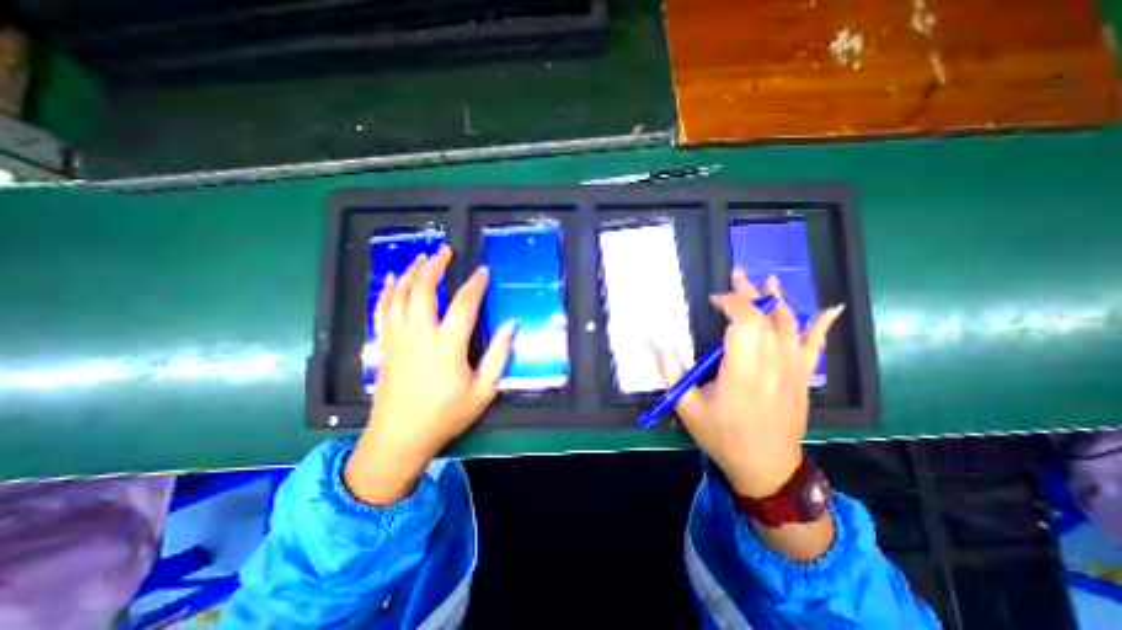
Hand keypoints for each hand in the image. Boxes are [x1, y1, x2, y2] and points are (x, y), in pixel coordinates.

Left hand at [343, 243, 516, 501]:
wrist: (399, 438)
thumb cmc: (446, 415)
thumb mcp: (482, 391)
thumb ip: (498, 355)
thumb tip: (511, 325)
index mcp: (447, 345)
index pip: (464, 304)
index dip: (475, 284)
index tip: (483, 270)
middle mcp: (419, 334)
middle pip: (423, 289)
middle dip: (435, 266)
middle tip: (445, 251)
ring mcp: (397, 338)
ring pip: (399, 295)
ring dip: (410, 272)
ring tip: (421, 258)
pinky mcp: (384, 345)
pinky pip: (381, 310)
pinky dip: (386, 291)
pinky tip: (391, 281)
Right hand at [659, 269, 840, 498]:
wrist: (766, 468)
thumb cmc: (722, 436)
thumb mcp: (687, 406)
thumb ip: (670, 369)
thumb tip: (653, 340)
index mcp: (743, 370)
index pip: (745, 320)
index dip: (731, 302)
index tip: (713, 301)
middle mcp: (772, 363)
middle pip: (766, 316)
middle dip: (750, 293)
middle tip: (736, 275)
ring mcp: (793, 369)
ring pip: (789, 324)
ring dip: (776, 300)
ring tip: (767, 281)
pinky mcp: (803, 377)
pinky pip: (816, 346)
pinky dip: (822, 325)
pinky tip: (830, 308)